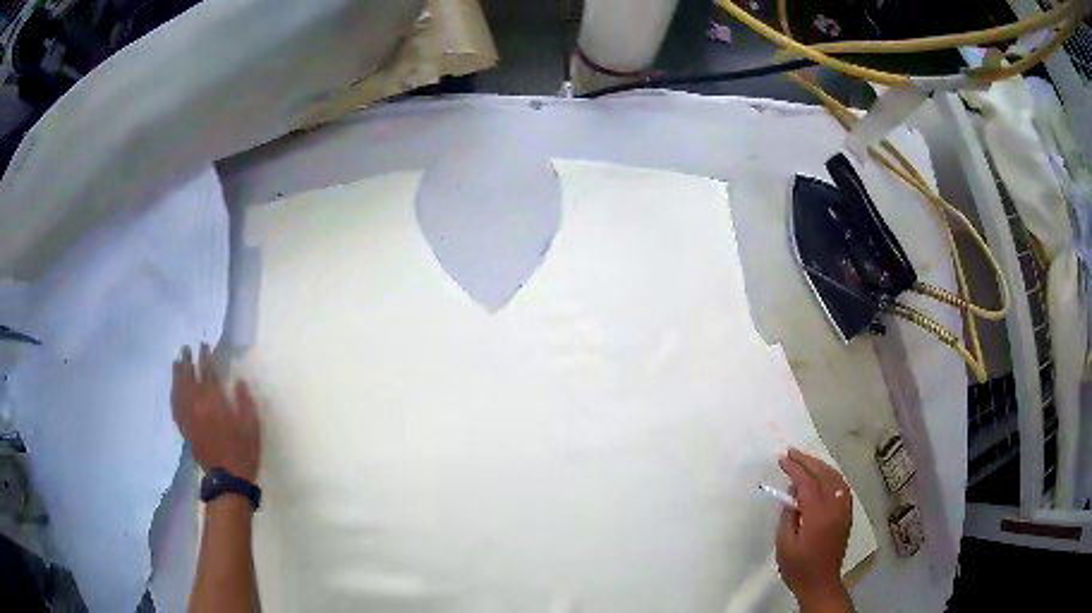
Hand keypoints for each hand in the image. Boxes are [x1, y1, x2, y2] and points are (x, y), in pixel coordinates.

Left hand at [172, 344, 260, 482]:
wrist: (229, 481)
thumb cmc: (243, 453)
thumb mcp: (252, 427)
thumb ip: (244, 403)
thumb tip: (239, 382)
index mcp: (214, 404)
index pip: (207, 374)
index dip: (205, 358)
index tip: (204, 345)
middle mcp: (197, 407)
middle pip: (189, 379)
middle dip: (188, 362)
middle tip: (186, 348)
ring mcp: (189, 419)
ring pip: (179, 392)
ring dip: (177, 375)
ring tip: (177, 362)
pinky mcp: (185, 431)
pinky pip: (175, 409)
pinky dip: (173, 396)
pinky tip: (173, 391)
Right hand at [775, 448, 852, 610]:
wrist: (821, 583)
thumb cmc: (798, 568)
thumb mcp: (784, 545)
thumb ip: (788, 516)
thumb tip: (791, 494)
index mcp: (818, 516)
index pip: (807, 483)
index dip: (795, 469)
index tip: (782, 459)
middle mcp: (835, 508)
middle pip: (823, 475)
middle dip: (807, 461)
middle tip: (791, 452)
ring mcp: (844, 509)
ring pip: (835, 478)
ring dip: (820, 465)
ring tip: (805, 459)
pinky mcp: (847, 514)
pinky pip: (842, 486)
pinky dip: (831, 475)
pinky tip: (823, 475)